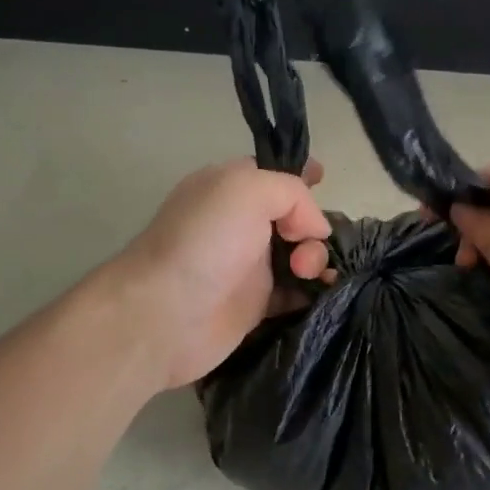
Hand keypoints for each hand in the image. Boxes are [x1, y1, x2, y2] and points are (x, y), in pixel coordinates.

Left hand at [117, 158, 333, 388]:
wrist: (166, 315)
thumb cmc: (204, 243)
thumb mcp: (247, 189)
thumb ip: (292, 193)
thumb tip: (315, 229)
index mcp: (230, 188)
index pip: (275, 175)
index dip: (303, 178)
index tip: (324, 184)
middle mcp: (241, 224)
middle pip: (296, 218)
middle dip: (315, 228)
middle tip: (305, 249)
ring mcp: (249, 266)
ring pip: (301, 256)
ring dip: (318, 261)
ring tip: (309, 275)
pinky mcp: (256, 304)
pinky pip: (297, 293)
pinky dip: (314, 291)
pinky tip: (321, 294)